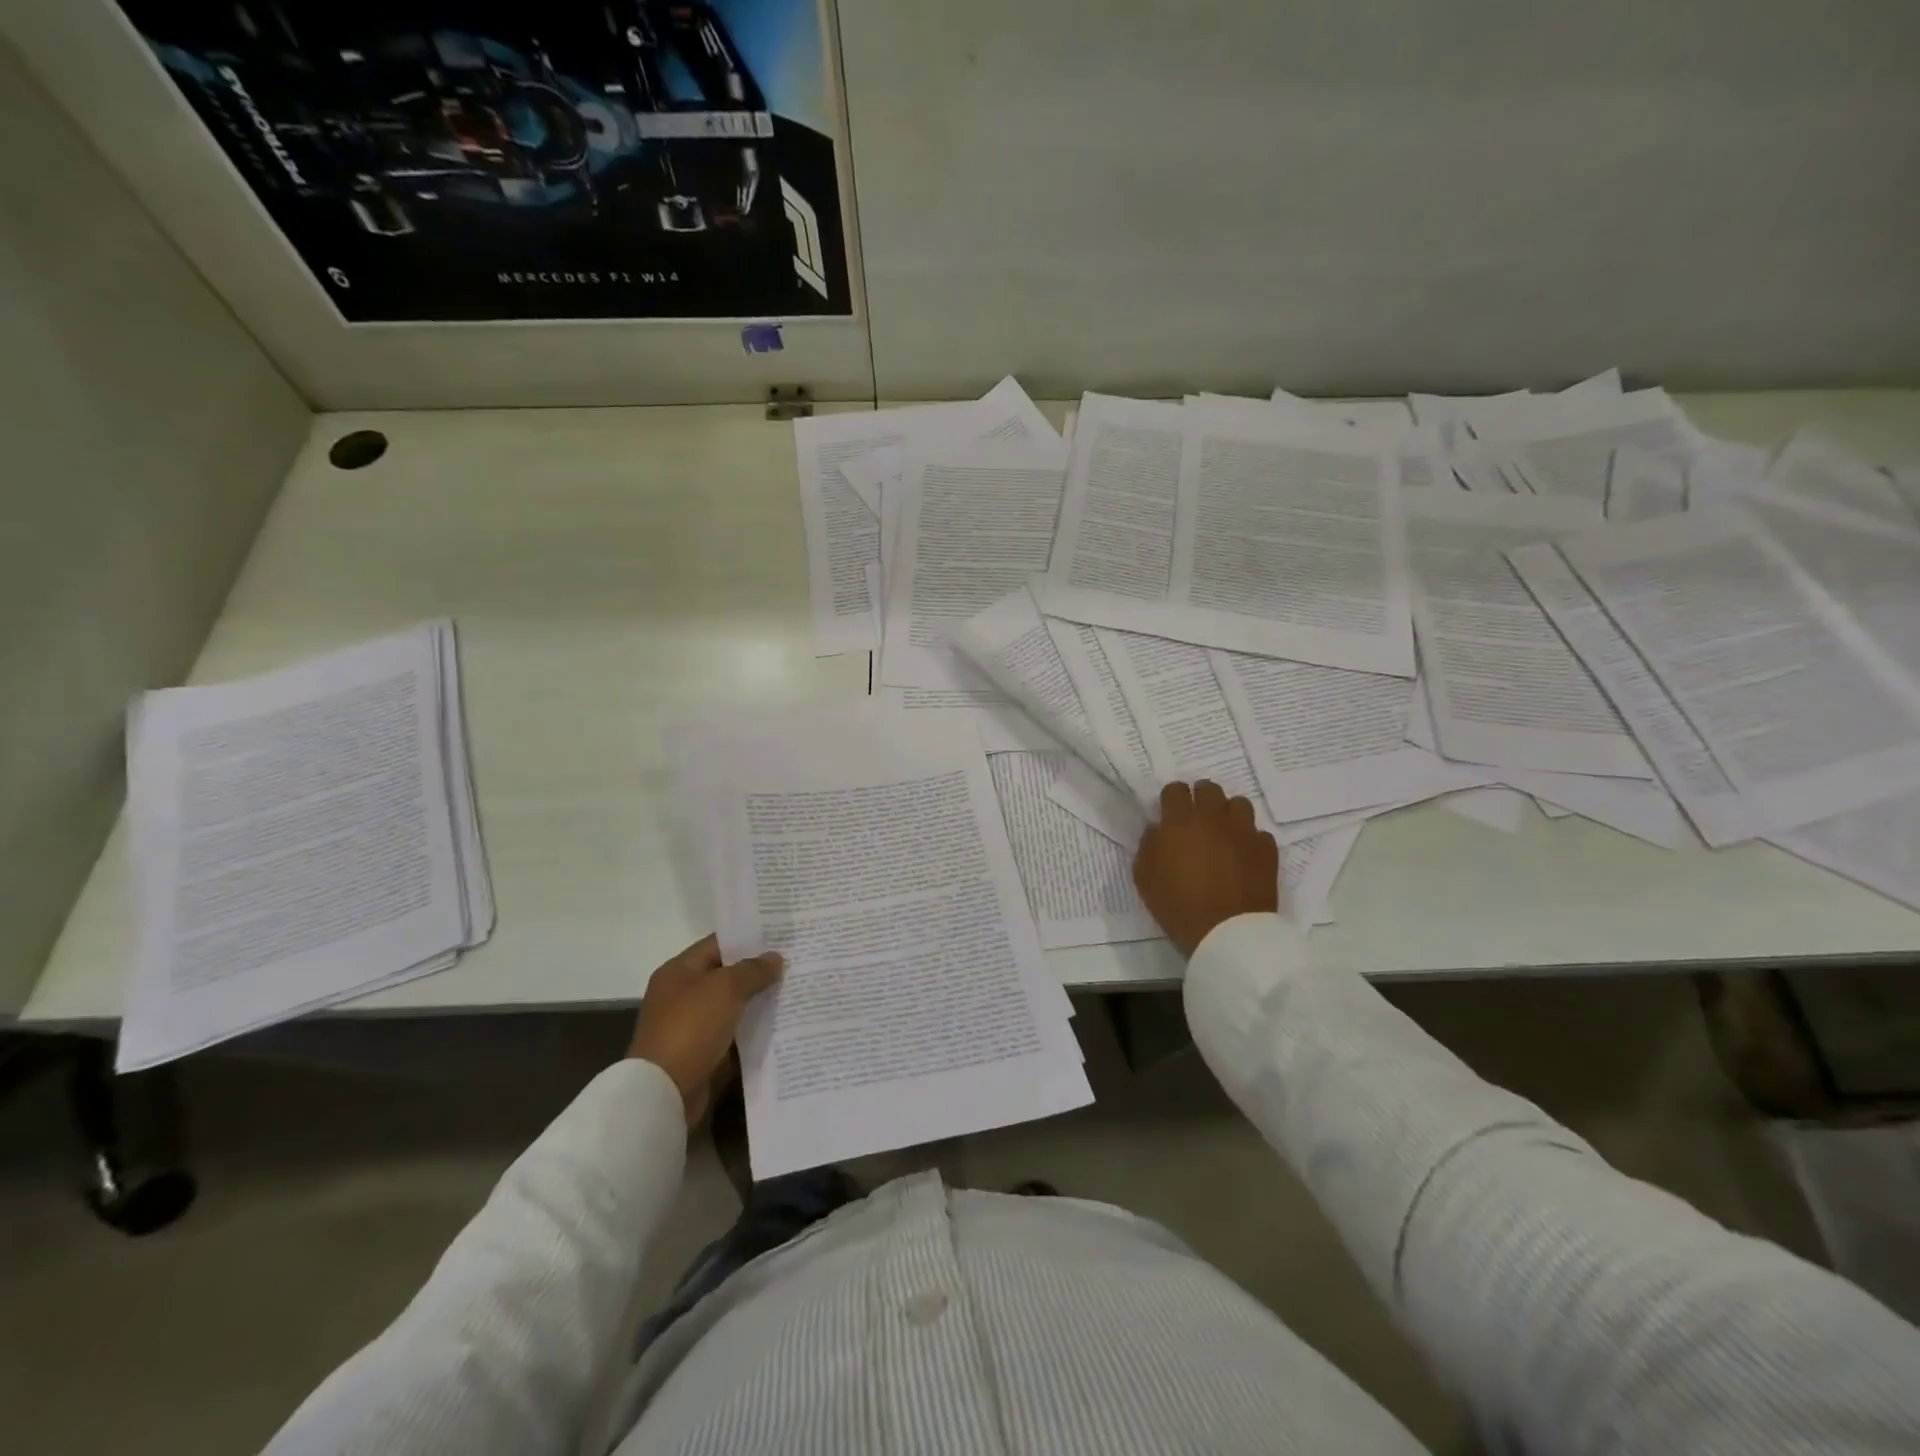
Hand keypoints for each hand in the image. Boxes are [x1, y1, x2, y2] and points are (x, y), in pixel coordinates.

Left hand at [628, 935, 782, 1123]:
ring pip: (731, 1006)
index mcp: (679, 970)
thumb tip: (775, 958)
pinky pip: (732, 1034)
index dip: (749, 939)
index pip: (718, 944)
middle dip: (758, 971)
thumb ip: (753, 970)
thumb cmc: (691, 1028)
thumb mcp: (725, 989)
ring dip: (758, 1002)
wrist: (663, 1092)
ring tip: (793, 993)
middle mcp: (681, 994)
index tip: (781, 937)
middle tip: (794, 964)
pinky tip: (780, 1026)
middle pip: (726, 975)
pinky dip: (752, 1031)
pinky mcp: (700, 1053)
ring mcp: (690, 1025)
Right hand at [1132, 780, 1279, 955]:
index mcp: (1180, 820)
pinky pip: (1258, 833)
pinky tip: (1243, 856)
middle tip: (1196, 820)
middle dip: (1200, 798)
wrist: (1227, 932)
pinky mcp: (1266, 848)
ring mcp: (1243, 830)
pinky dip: (1249, 840)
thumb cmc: (1178, 905)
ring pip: (1238, 804)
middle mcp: (1213, 817)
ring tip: (1223, 832)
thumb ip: (1149, 845)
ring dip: (1228, 814)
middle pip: (1208, 789)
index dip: (1171, 799)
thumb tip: (1158, 830)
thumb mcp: (1144, 877)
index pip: (1175, 789)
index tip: (1169, 813)